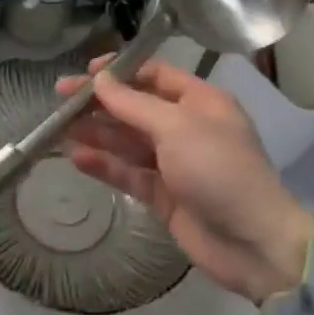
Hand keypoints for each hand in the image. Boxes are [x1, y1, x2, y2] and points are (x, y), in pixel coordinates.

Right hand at [58, 57, 313, 303]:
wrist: (254, 243)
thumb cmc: (219, 169)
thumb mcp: (176, 127)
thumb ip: (133, 104)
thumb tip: (101, 80)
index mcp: (200, 101)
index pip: (155, 74)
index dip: (120, 71)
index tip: (85, 73)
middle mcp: (186, 127)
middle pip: (136, 107)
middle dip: (100, 103)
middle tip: (60, 99)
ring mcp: (175, 163)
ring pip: (128, 141)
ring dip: (97, 133)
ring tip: (58, 128)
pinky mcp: (164, 195)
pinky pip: (129, 173)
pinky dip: (105, 165)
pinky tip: (77, 158)